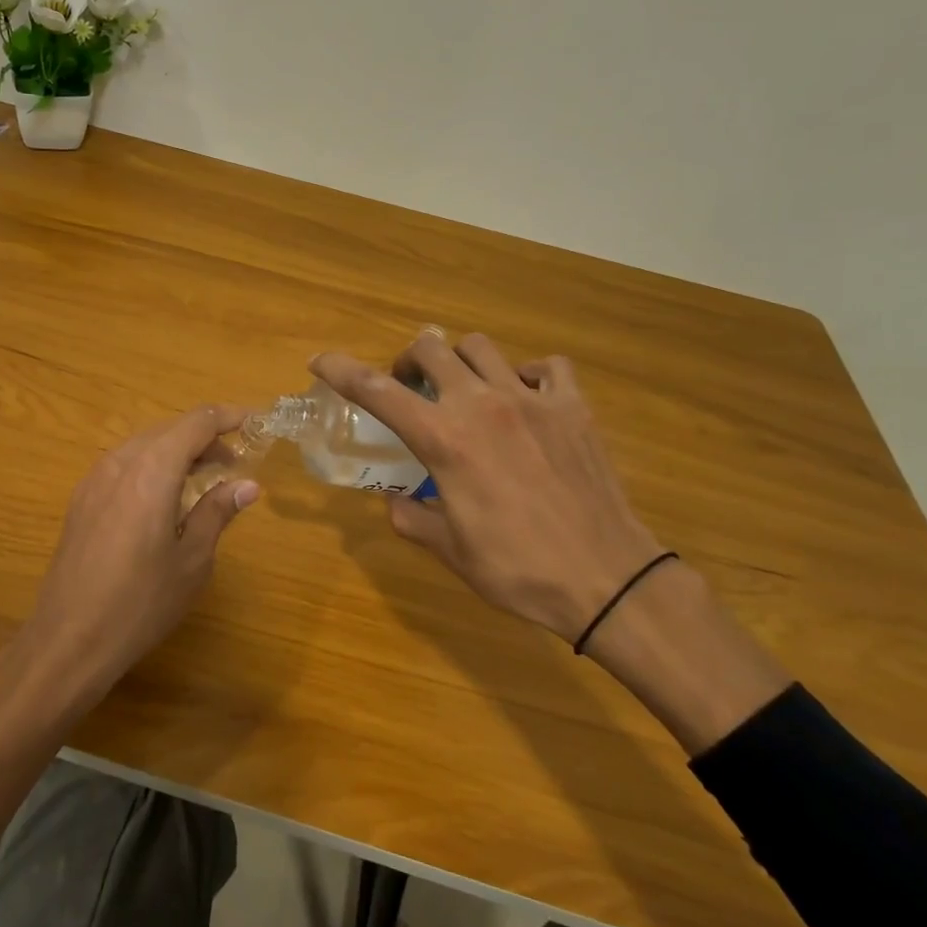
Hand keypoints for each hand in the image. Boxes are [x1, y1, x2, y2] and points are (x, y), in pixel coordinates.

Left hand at [23, 403, 260, 706]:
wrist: (69, 639)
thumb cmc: (141, 603)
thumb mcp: (192, 561)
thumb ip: (217, 512)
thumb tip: (247, 485)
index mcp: (152, 470)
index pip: (197, 423)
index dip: (229, 417)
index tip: (256, 422)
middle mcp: (120, 462)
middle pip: (169, 430)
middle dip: (205, 437)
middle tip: (236, 462)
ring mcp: (94, 479)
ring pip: (145, 445)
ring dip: (178, 451)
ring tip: (204, 478)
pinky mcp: (81, 499)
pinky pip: (125, 464)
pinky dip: (153, 466)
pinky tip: (165, 497)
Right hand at [310, 334, 662, 645]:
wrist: (607, 579)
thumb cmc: (518, 568)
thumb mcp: (450, 549)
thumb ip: (411, 517)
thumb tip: (394, 501)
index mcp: (443, 440)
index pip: (377, 390)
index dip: (341, 370)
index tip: (320, 361)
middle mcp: (481, 405)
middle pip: (430, 348)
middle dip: (408, 360)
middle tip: (410, 387)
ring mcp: (532, 400)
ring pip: (482, 347)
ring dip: (461, 361)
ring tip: (465, 390)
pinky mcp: (574, 408)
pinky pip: (547, 368)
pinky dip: (527, 375)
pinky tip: (526, 400)